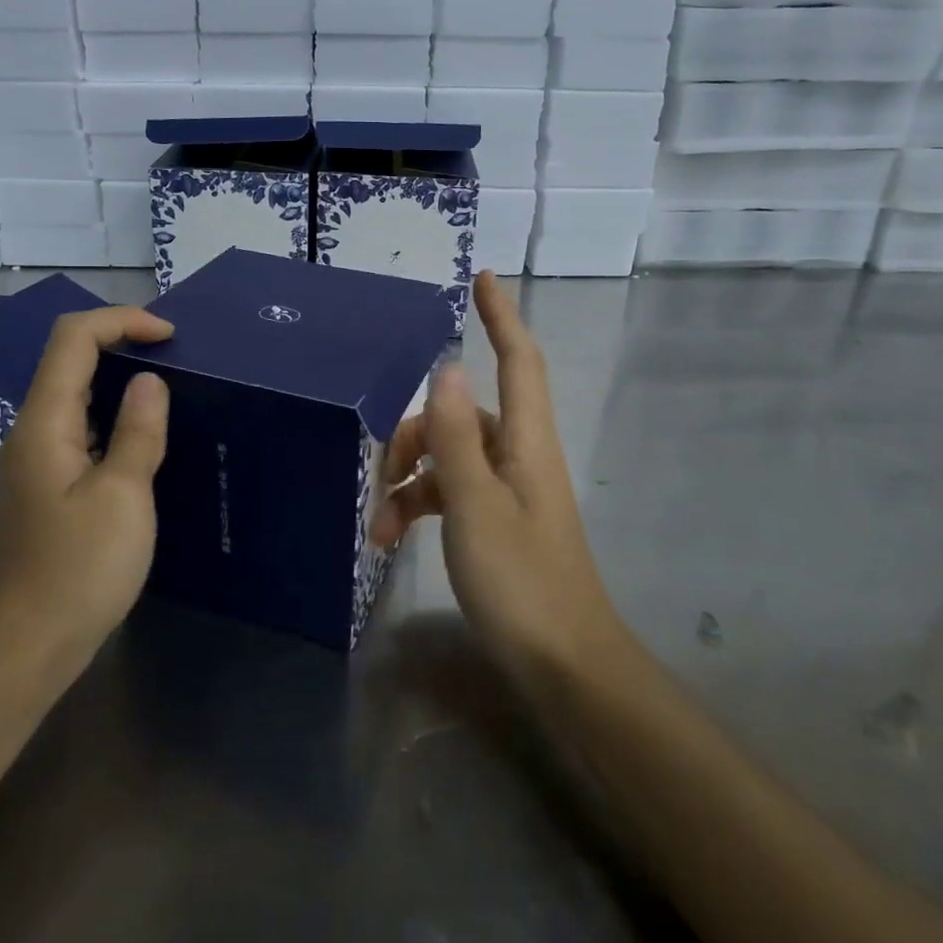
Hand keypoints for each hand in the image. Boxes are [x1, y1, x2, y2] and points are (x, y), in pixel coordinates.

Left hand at [0, 305, 173, 664]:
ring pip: (72, 396)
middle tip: (175, 356)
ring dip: (116, 380)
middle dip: (120, 343)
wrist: (27, 649)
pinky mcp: (44, 487)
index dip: (121, 321)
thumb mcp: (123, 496)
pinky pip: (77, 430)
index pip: (73, 339)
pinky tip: (141, 439)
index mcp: (44, 425)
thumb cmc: (79, 570)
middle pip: (68, 361)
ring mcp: (34, 462)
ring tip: (166, 390)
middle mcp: (30, 433)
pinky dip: (111, 416)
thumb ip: (138, 431)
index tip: (169, 335)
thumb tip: (149, 381)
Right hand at [370, 272, 620, 673]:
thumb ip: (456, 435)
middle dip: (418, 431)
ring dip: (410, 479)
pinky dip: (421, 506)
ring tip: (378, 524)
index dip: (502, 316)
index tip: (482, 277)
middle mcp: (521, 456)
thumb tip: (448, 364)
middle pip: (466, 413)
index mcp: (526, 441)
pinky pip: (452, 494)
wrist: (563, 665)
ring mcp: (509, 491)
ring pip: (451, 458)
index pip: (519, 359)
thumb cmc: (521, 580)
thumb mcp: (475, 504)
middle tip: (380, 468)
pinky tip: (391, 538)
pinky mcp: (497, 522)